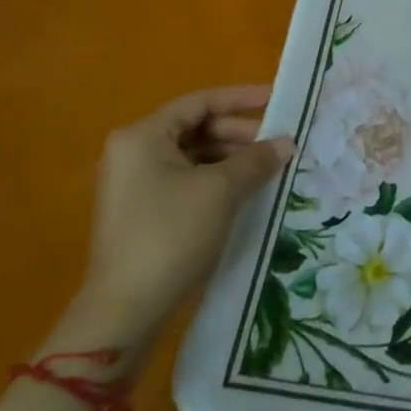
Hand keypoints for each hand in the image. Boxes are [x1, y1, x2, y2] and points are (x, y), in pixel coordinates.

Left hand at [68, 85, 293, 353]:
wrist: (124, 311)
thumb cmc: (171, 235)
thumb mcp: (221, 191)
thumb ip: (256, 159)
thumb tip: (286, 142)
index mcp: (142, 136)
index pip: (200, 102)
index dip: (242, 99)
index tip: (278, 100)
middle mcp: (132, 152)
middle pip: (196, 128)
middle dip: (239, 134)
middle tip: (279, 143)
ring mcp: (134, 184)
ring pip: (192, 156)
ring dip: (231, 159)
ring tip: (268, 169)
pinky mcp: (141, 212)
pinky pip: (185, 181)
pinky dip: (216, 180)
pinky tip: (245, 192)